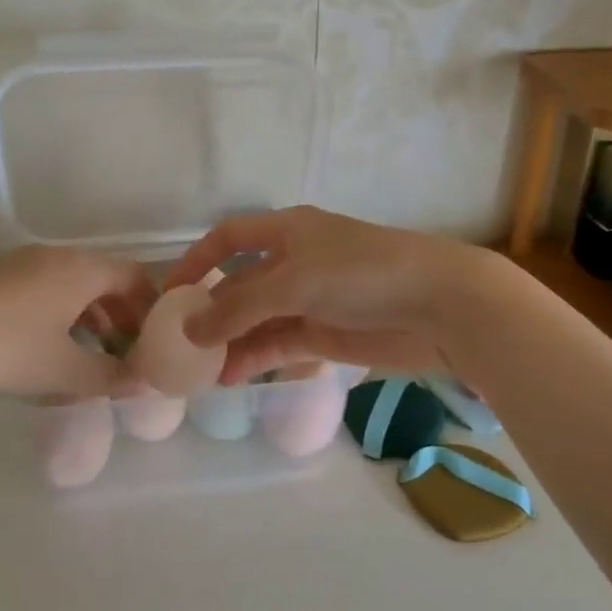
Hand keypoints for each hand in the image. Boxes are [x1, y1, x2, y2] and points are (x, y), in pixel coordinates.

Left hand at [0, 246, 157, 405]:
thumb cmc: (7, 348)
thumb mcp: (64, 371)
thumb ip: (110, 377)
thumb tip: (144, 383)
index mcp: (82, 270)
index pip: (134, 276)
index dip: (150, 307)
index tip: (154, 340)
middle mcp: (57, 256)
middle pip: (103, 277)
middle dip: (120, 314)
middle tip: (124, 351)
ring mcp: (22, 261)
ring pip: (71, 283)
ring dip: (88, 314)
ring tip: (87, 352)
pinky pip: (43, 286)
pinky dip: (58, 311)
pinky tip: (44, 345)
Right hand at [164, 206, 490, 383]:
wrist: (441, 304)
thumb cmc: (362, 274)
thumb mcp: (294, 282)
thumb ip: (240, 308)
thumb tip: (190, 331)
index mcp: (287, 232)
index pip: (229, 238)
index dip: (197, 261)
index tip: (170, 294)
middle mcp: (295, 261)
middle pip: (241, 284)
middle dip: (212, 312)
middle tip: (181, 346)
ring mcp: (312, 299)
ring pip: (259, 320)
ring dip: (231, 342)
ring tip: (202, 373)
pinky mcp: (329, 333)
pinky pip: (282, 344)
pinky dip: (258, 358)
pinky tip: (235, 378)